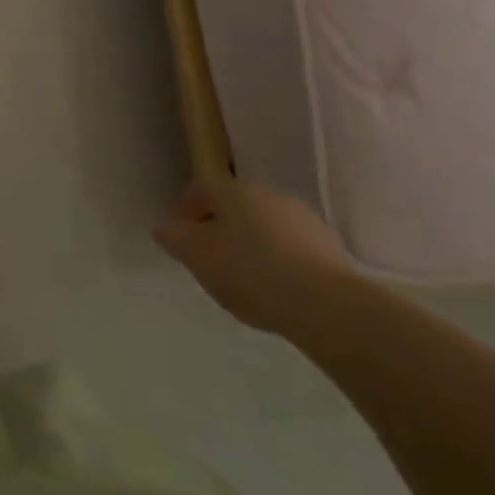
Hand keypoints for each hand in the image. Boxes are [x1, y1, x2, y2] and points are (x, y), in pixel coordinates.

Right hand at [154, 175, 355, 336]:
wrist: (328, 305)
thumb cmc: (250, 271)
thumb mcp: (197, 257)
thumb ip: (175, 238)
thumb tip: (164, 227)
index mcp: (232, 190)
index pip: (200, 189)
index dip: (185, 210)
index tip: (178, 236)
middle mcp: (267, 194)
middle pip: (234, 206)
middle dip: (219, 228)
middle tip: (208, 259)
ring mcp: (302, 219)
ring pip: (264, 227)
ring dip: (251, 245)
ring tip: (243, 280)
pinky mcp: (330, 248)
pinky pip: (291, 249)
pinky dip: (278, 262)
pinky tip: (275, 290)